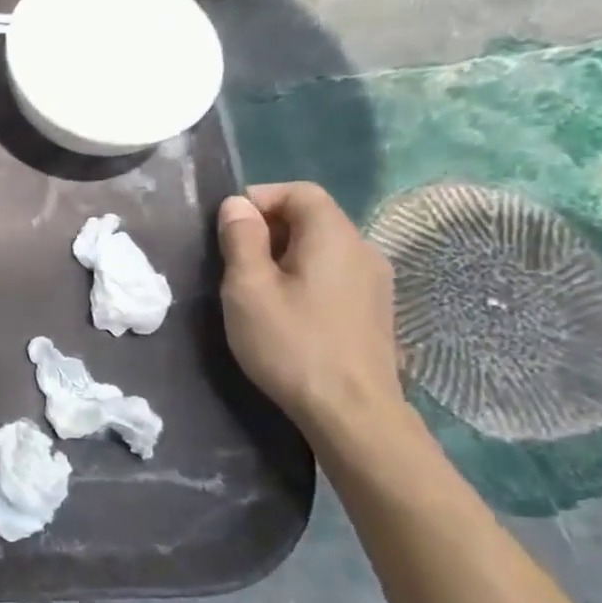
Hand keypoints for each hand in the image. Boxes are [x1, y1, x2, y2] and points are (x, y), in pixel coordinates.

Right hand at [217, 182, 402, 436]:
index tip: (226, 229)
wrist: (352, 411)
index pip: (299, 191)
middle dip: (268, 227)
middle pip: (313, 217)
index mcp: (333, 237)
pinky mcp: (374, 309)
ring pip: (323, 247)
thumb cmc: (291, 344)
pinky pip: (334, 273)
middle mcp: (363, 249)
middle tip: (233, 262)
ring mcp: (375, 281)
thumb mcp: (248, 289)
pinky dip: (304, 276)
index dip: (259, 198)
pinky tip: (286, 310)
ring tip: (254, 289)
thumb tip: (237, 204)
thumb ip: (241, 240)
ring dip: (284, 254)